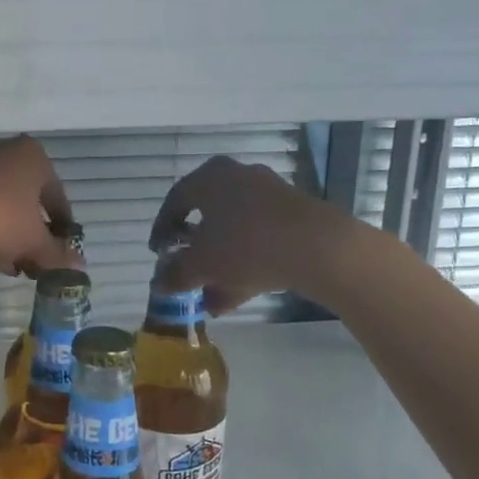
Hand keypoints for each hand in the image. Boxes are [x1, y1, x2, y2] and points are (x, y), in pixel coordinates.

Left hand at [0, 136, 82, 278]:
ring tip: (13, 265)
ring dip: (10, 235)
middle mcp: (5, 152)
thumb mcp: (35, 242)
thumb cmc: (2, 220)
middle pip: (27, 199)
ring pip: (2, 205)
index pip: (57, 196)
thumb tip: (79, 266)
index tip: (63, 250)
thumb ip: (58, 254)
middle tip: (36, 260)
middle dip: (33, 233)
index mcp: (34, 156)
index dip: (62, 227)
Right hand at [149, 156, 342, 313]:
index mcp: (209, 178)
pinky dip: (245, 265)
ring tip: (209, 299)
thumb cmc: (246, 245)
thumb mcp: (202, 265)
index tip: (158, 254)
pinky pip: (259, 240)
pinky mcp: (294, 217)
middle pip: (207, 217)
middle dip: (194, 253)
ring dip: (219, 266)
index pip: (175, 200)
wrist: (320, 248)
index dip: (162, 229)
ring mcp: (270, 196)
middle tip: (186, 275)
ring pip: (234, 233)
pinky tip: (236, 298)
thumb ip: (176, 274)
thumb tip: (159, 284)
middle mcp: (238, 178)